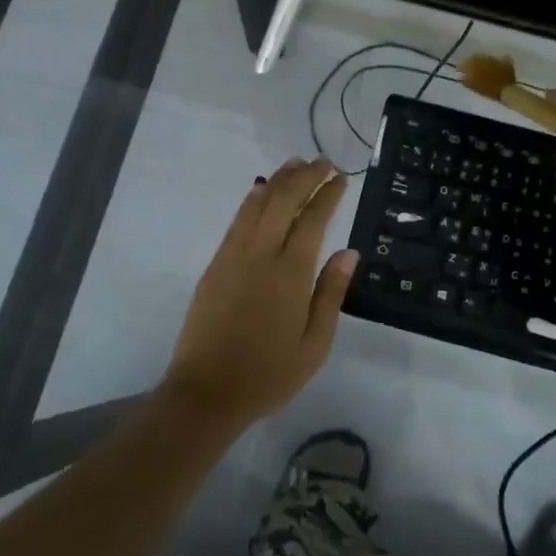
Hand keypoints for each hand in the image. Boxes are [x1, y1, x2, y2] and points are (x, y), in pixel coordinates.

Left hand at [164, 158, 358, 427]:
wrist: (207, 392)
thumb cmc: (269, 374)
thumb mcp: (314, 345)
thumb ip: (331, 294)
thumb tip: (348, 252)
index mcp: (290, 275)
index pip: (312, 220)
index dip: (328, 195)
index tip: (341, 179)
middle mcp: (261, 255)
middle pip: (283, 202)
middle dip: (305, 177)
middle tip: (324, 163)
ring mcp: (233, 257)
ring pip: (257, 205)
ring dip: (278, 180)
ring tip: (296, 164)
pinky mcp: (215, 265)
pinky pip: (237, 221)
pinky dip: (252, 199)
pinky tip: (261, 190)